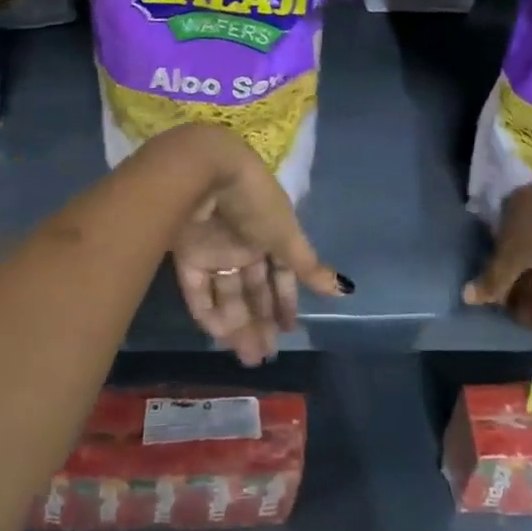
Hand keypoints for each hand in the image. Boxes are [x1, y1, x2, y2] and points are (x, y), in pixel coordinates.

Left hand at [166, 128, 348, 365]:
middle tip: (265, 356)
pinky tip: (222, 337)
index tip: (290, 330)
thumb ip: (308, 266)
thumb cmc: (255, 201)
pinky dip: (209, 313)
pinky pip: (198, 291)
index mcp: (269, 232)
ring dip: (237, 326)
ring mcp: (213, 249)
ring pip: (226, 294)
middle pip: (253, 288)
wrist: (205, 173)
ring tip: (249, 357)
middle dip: (261, 321)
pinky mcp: (187, 255)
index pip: (280, 272)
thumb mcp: (285, 234)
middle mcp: (242, 242)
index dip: (285, 299)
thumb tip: (344, 289)